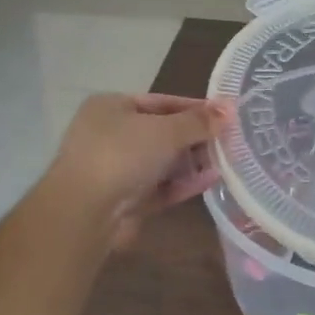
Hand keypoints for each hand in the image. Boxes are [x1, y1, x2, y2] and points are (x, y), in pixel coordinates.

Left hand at [42, 93, 229, 247]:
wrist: (84, 213)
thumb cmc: (121, 154)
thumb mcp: (165, 130)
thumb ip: (198, 122)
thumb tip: (230, 109)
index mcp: (110, 107)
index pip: (159, 101)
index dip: (192, 107)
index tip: (223, 114)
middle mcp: (109, 135)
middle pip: (161, 132)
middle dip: (194, 137)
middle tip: (227, 139)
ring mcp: (114, 170)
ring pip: (161, 162)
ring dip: (191, 162)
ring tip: (225, 160)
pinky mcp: (123, 200)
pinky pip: (159, 186)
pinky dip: (182, 183)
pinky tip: (210, 180)